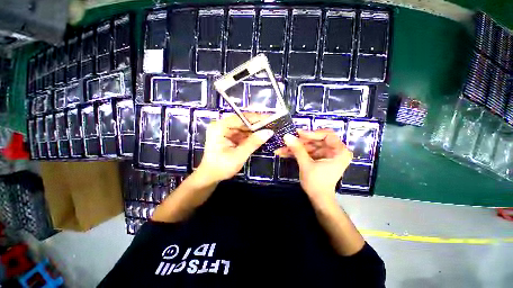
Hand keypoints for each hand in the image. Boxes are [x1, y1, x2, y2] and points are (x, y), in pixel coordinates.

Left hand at [196, 113, 273, 184]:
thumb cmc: (222, 167)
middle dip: (256, 125)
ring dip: (254, 131)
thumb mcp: (239, 155)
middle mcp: (221, 126)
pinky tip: (259, 137)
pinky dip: (250, 136)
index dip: (256, 118)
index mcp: (220, 127)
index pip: (240, 118)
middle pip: (242, 121)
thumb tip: (269, 132)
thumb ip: (253, 143)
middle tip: (271, 125)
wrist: (210, 176)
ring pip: (243, 127)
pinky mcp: (227, 136)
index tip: (270, 118)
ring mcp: (224, 131)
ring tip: (268, 131)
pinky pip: (241, 133)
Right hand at [276, 129, 352, 202]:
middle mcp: (334, 151)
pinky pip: (307, 152)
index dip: (312, 133)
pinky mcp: (318, 158)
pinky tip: (284, 153)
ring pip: (309, 146)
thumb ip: (297, 149)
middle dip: (299, 142)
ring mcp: (326, 154)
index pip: (327, 135)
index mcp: (339, 152)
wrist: (318, 199)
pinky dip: (297, 152)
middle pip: (315, 140)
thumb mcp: (306, 165)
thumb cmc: (316, 183)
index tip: (298, 134)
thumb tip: (286, 136)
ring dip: (295, 148)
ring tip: (281, 149)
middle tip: (287, 141)